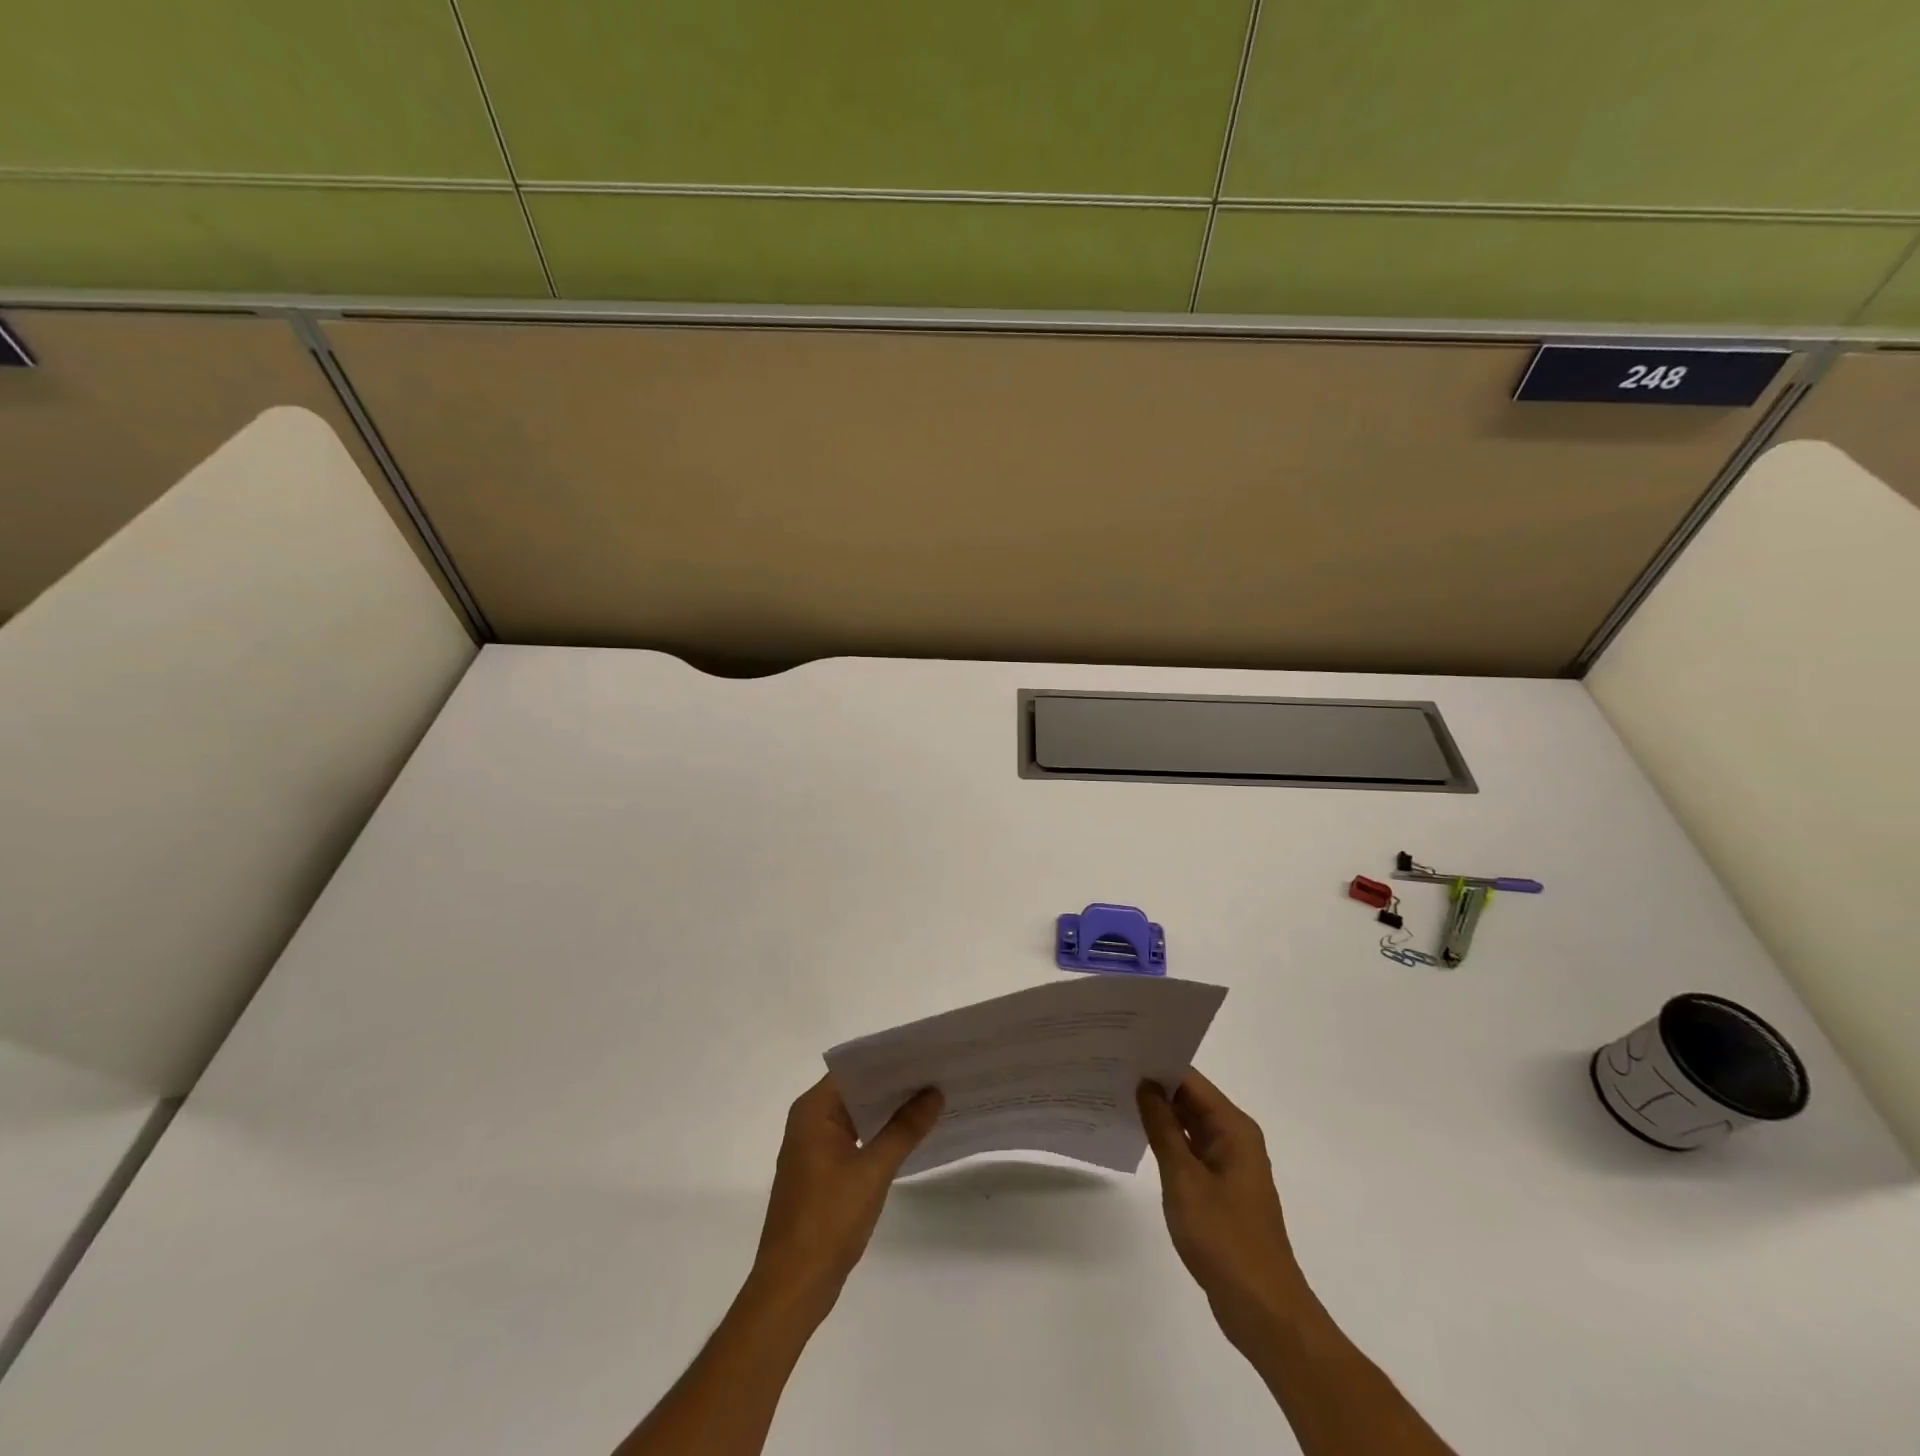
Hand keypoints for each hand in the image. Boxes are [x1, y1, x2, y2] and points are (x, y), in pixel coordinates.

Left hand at [750, 1075, 943, 1324]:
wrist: (793, 1287)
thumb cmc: (828, 1221)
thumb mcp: (873, 1171)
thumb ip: (904, 1129)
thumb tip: (934, 1092)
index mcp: (813, 1111)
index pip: (854, 1069)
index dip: (888, 1060)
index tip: (924, 1053)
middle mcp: (809, 1121)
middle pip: (856, 1090)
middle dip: (894, 1084)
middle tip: (936, 1073)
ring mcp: (814, 1148)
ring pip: (857, 1115)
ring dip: (888, 1110)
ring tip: (931, 1097)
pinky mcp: (822, 1172)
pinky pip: (854, 1138)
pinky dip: (879, 1134)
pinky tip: (910, 1134)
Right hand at [1137, 1071, 1306, 1346]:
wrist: (1263, 1309)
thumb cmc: (1224, 1238)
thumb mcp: (1184, 1179)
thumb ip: (1163, 1128)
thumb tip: (1145, 1084)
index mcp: (1234, 1128)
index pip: (1190, 1080)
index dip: (1157, 1065)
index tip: (1121, 1051)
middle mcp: (1235, 1138)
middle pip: (1190, 1099)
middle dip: (1154, 1086)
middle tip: (1110, 1070)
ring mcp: (1229, 1164)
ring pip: (1189, 1124)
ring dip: (1158, 1114)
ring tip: (1115, 1096)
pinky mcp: (1221, 1188)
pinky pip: (1190, 1150)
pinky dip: (1167, 1141)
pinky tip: (1137, 1137)